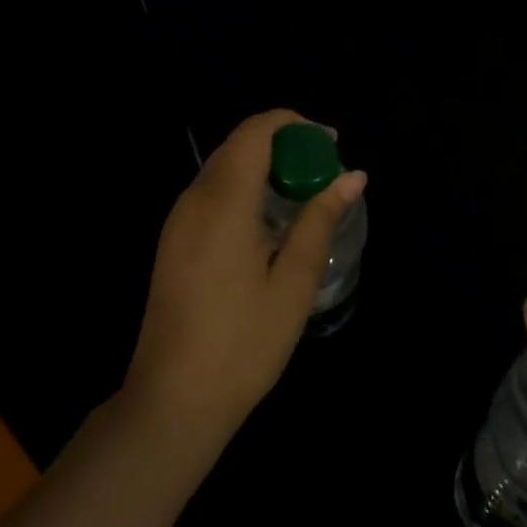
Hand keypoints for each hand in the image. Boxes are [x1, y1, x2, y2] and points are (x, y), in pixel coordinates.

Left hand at [125, 110, 365, 440]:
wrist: (173, 401)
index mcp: (224, 203)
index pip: (255, 132)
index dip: (294, 125)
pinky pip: (211, 192)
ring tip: (303, 196)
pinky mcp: (172, 241)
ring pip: (223, 167)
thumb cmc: (243, 343)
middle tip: (324, 173)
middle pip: (239, 145)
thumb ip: (320, 220)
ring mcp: (177, 221)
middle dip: (284, 145)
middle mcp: (194, 200)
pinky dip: (245, 188)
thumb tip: (353, 175)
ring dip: (264, 166)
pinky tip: (269, 223)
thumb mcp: (293, 282)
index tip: (330, 144)